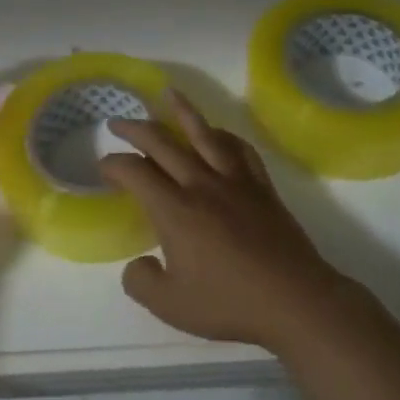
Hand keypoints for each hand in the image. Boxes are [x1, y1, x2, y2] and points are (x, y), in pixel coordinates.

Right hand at [99, 91, 355, 353]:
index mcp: (174, 210)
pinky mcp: (261, 186)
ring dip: (183, 111)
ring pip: (204, 134)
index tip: (104, 167)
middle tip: (117, 124)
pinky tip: (218, 132)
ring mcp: (235, 181)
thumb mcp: (170, 306)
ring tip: (168, 93)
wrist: (295, 300)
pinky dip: (224, 135)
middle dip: (135, 129)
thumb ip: (141, 282)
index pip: (135, 172)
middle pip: (163, 142)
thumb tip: (137, 264)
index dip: (113, 165)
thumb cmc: (229, 303)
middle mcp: (201, 184)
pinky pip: (240, 149)